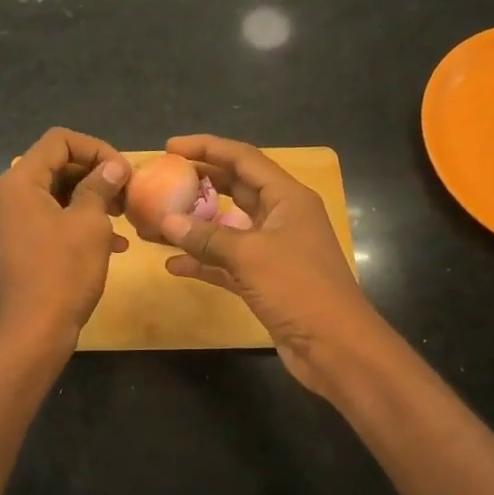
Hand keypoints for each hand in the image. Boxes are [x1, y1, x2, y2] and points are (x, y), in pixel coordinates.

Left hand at [0, 128, 129, 351]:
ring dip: (94, 199)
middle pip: (58, 164)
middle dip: (96, 174)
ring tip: (125, 215)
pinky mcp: (25, 243)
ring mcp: (16, 221)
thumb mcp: (89, 224)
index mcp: (21, 181)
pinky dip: (83, 222)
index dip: (95, 148)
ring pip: (60, 193)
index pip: (59, 140)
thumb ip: (100, 187)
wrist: (35, 331)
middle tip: (128, 192)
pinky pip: (55, 219)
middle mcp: (12, 195)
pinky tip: (117, 244)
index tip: (124, 171)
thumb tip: (113, 166)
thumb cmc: (62, 272)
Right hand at [159, 134, 387, 396]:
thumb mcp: (250, 256)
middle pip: (235, 188)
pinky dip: (203, 261)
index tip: (170, 147)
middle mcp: (281, 217)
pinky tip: (173, 265)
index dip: (207, 148)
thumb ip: (207, 237)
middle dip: (199, 182)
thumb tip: (166, 221)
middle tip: (162, 178)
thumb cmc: (299, 289)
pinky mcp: (264, 280)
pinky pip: (227, 262)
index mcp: (287, 198)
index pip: (243, 158)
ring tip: (157, 221)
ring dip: (195, 225)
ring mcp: (273, 249)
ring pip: (227, 226)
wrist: (336, 347)